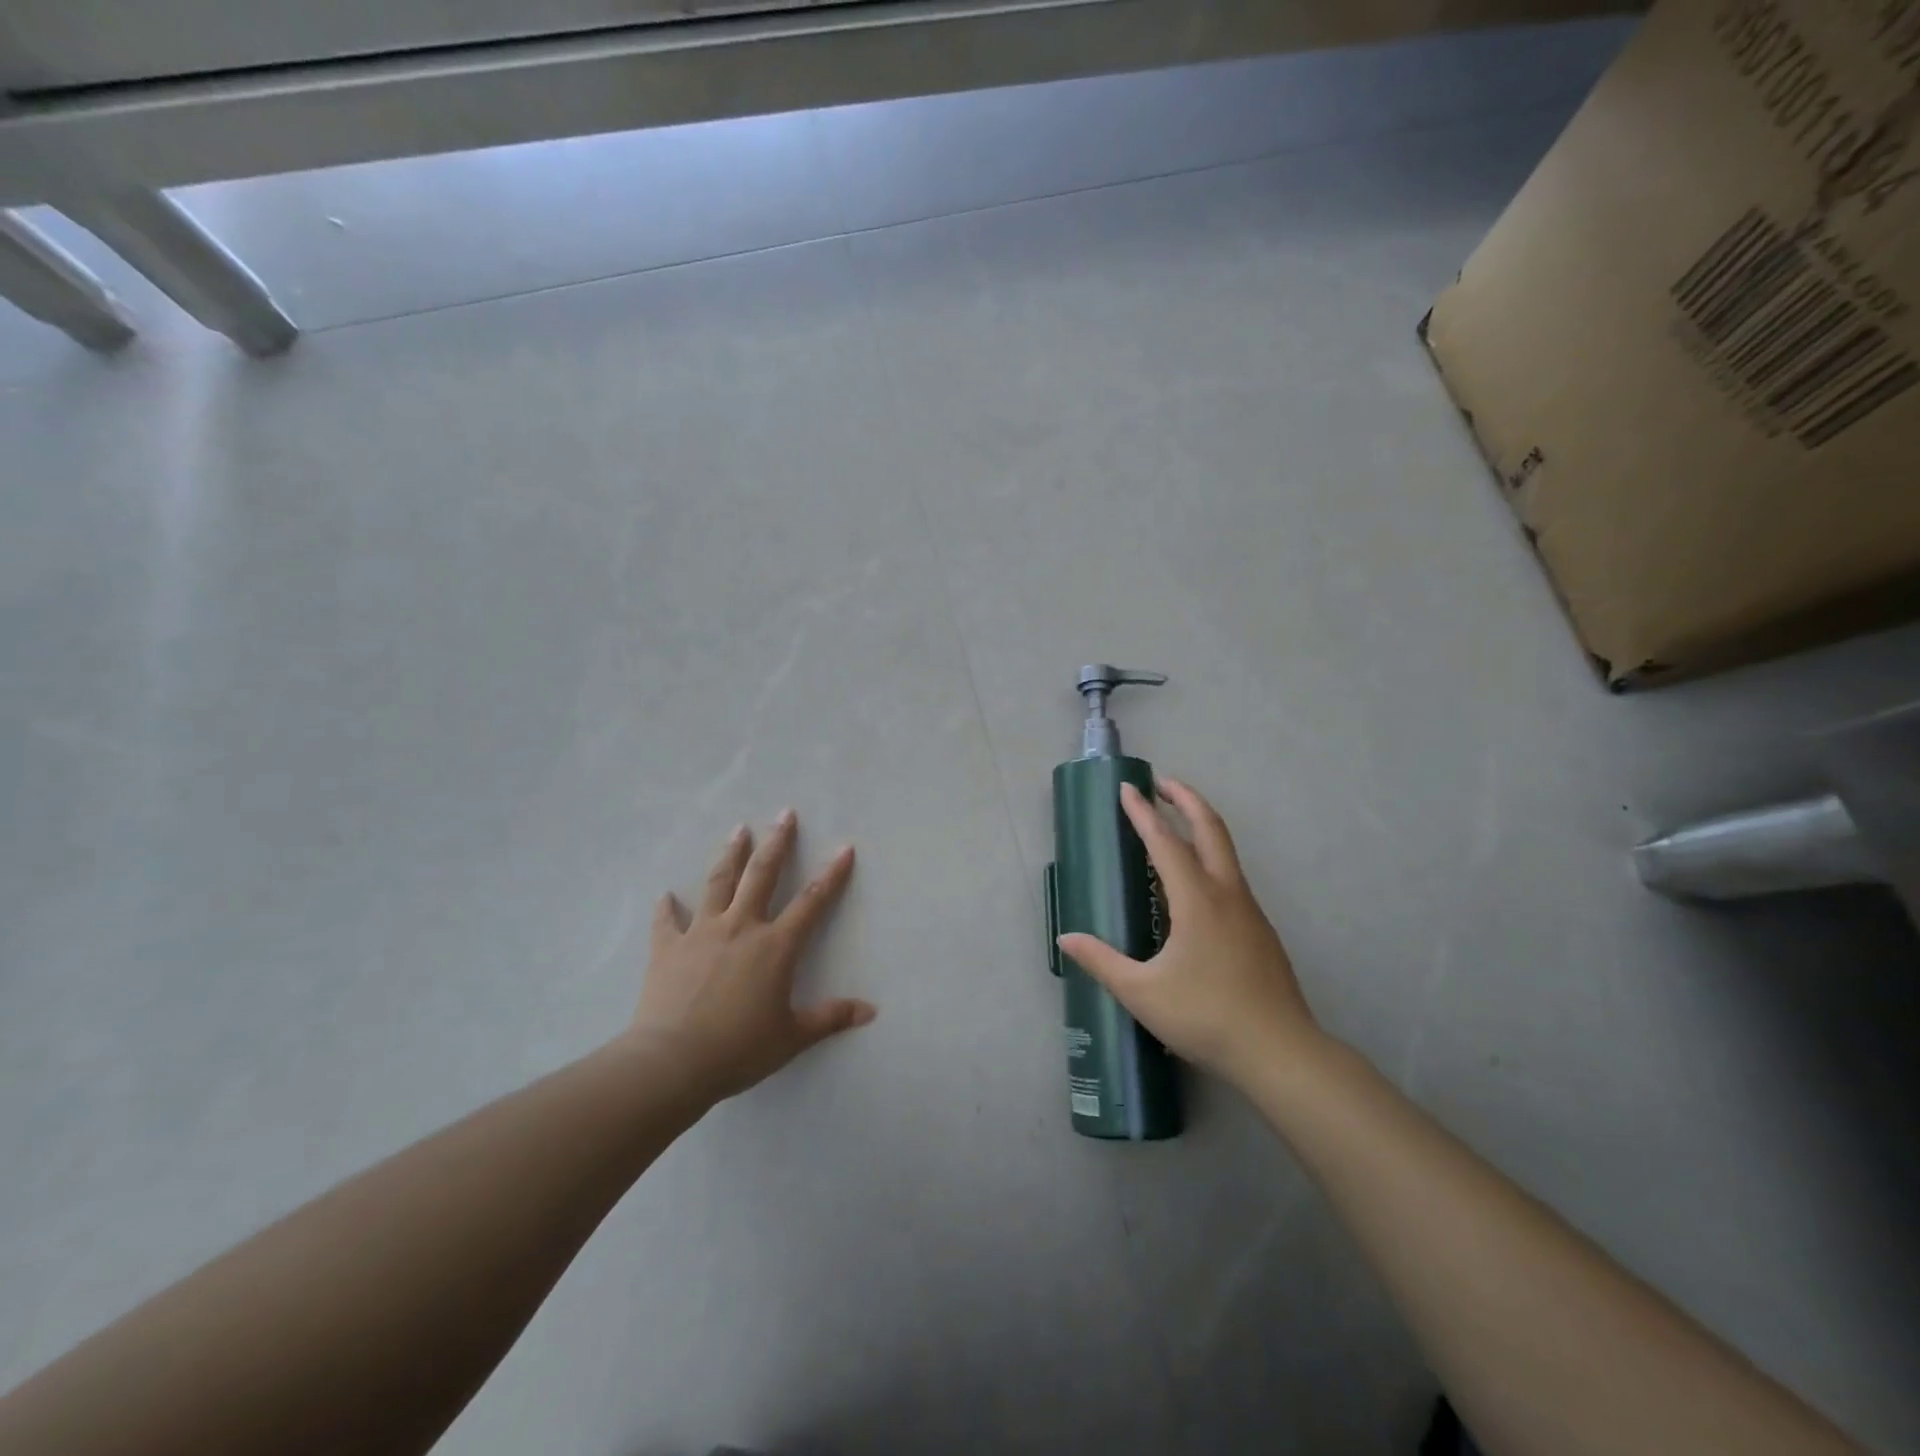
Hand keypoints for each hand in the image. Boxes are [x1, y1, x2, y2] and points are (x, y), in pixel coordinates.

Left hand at [626, 810, 874, 1102]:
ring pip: (718, 883)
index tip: (844, 848)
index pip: (812, 902)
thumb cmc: (738, 1049)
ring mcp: (701, 933)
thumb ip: (831, 1018)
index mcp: (776, 946)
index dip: (831, 874)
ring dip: (730, 855)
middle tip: (784, 814)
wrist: (672, 1061)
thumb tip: (871, 1011)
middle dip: (777, 842)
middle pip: (762, 875)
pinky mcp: (668, 948)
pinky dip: (667, 908)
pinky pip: (667, 922)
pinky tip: (665, 895)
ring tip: (738, 830)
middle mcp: (741, 928)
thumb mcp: (792, 1037)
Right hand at [1058, 777, 1319, 1087]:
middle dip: (1186, 800)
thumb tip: (1066, 938)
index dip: (1143, 813)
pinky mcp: (1260, 931)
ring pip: (1226, 852)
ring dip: (1201, 826)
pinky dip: (1210, 858)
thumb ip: (1101, 961)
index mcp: (1198, 901)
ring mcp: (1249, 912)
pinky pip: (1230, 878)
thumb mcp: (1142, 993)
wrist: (1281, 1053)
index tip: (1127, 788)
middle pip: (1210, 829)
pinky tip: (1195, 884)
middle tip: (1162, 783)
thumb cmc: (1206, 1017)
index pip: (1165, 843)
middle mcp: (1227, 895)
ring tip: (1175, 824)